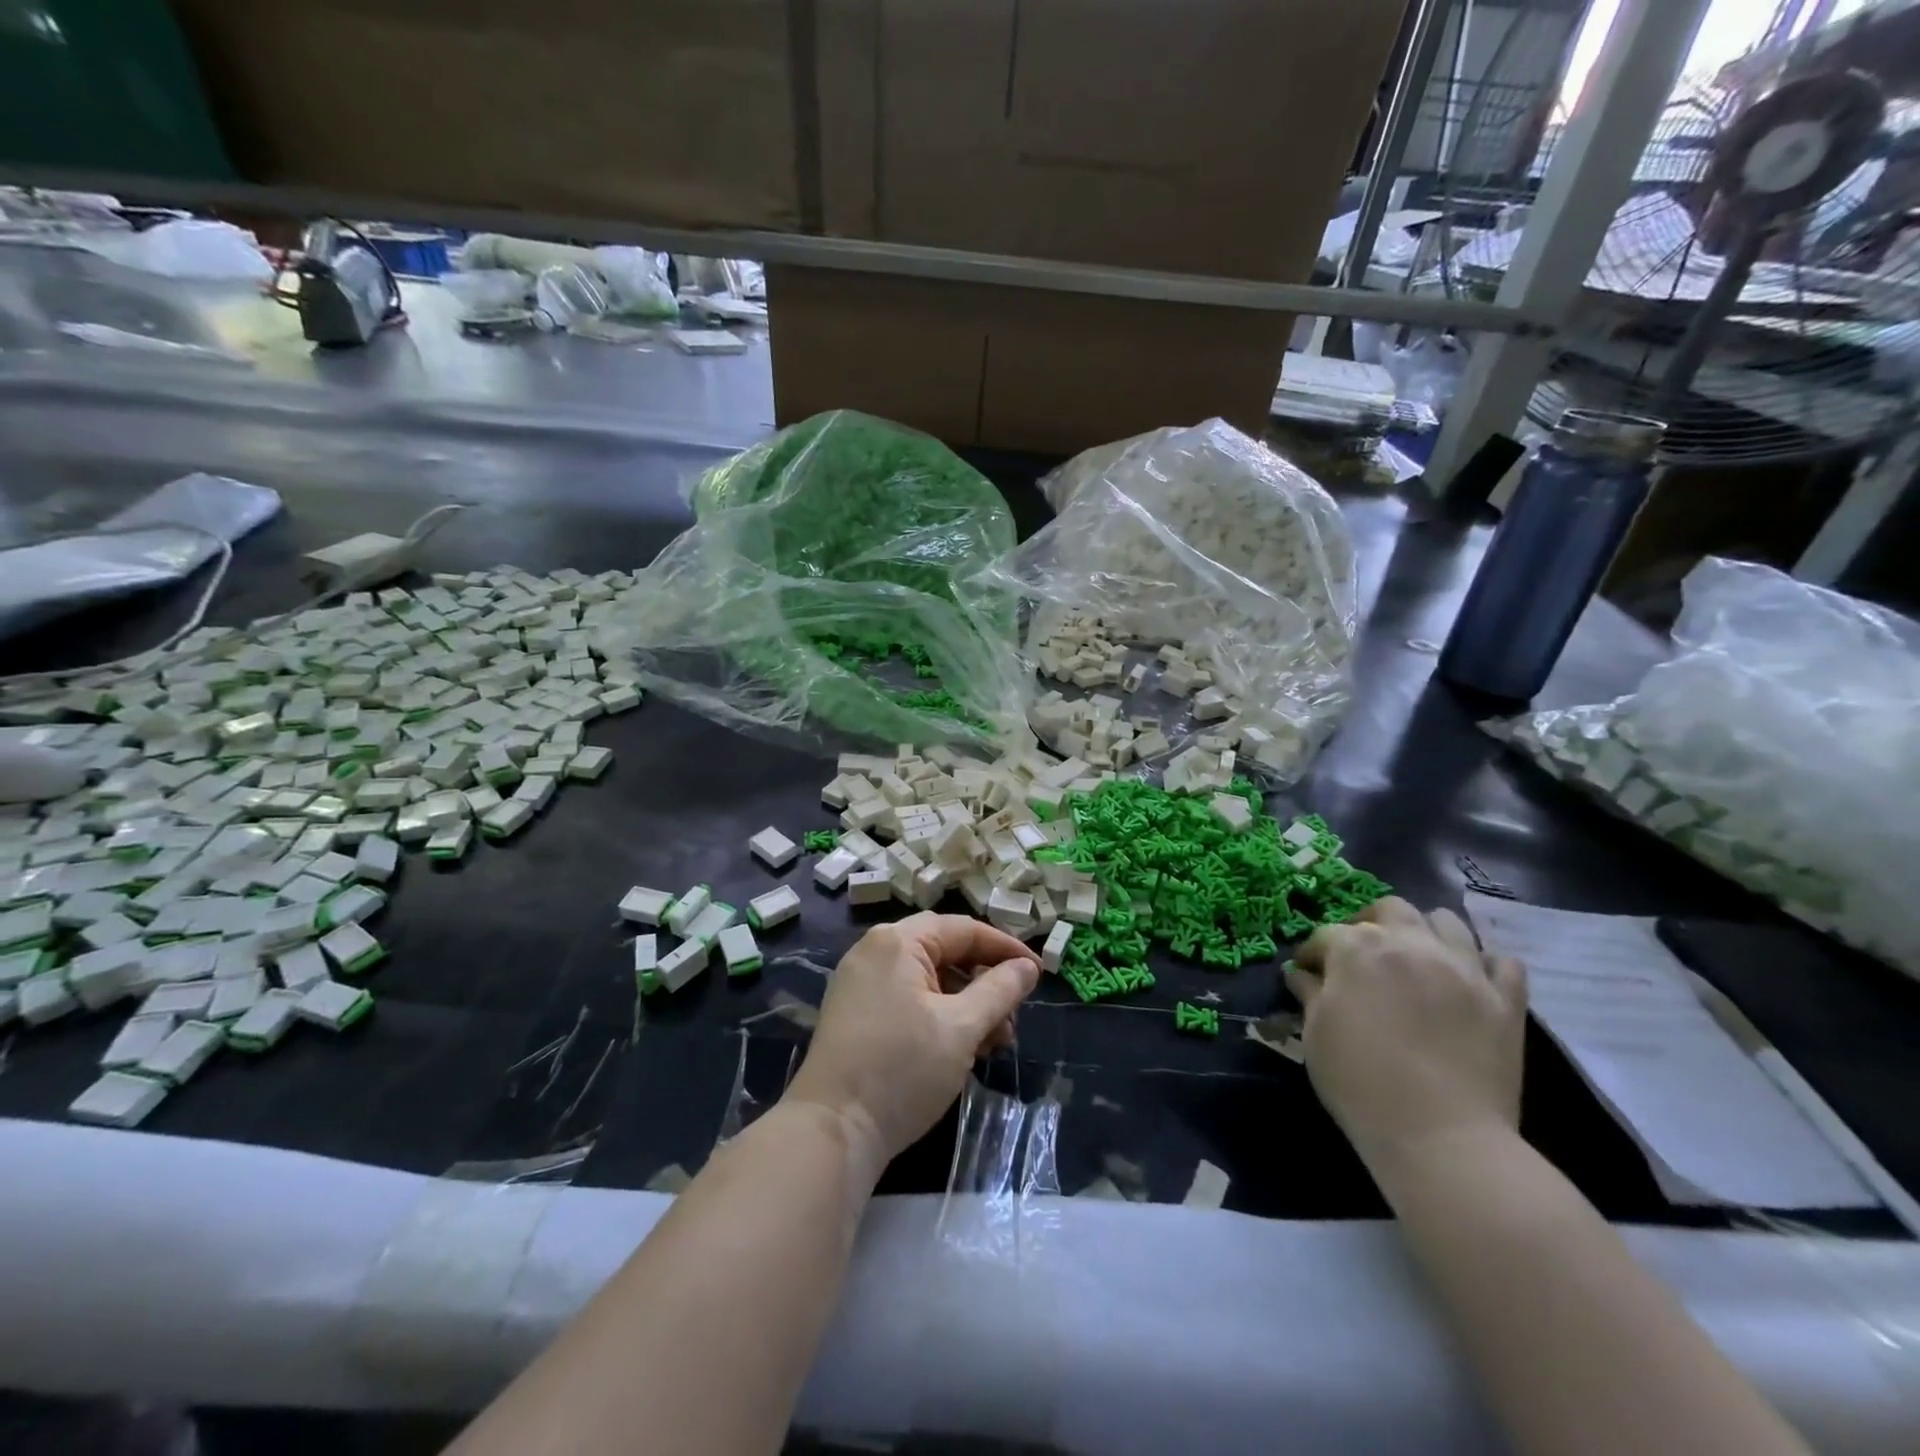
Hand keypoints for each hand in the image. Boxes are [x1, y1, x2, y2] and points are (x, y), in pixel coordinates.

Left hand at [786, 914, 1040, 1170]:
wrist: (832, 1130)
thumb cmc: (902, 1070)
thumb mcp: (961, 1028)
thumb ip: (1000, 991)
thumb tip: (1027, 967)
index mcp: (898, 941)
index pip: (964, 929)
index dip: (1005, 949)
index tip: (1038, 974)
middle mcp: (875, 951)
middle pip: (944, 951)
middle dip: (984, 981)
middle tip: (1014, 1013)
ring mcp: (860, 983)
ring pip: (928, 979)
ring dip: (966, 1003)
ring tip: (994, 1043)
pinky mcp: (855, 1013)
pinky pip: (908, 999)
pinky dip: (939, 1015)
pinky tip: (961, 1049)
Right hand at [1287, 898, 1526, 1167]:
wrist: (1441, 1138)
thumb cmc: (1361, 1083)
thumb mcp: (1316, 1036)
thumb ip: (1310, 995)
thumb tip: (1302, 975)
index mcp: (1358, 949)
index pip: (1327, 934)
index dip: (1313, 953)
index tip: (1307, 972)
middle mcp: (1411, 943)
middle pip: (1390, 909)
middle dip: (1370, 923)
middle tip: (1362, 955)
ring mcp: (1464, 968)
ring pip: (1448, 922)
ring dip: (1426, 932)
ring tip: (1417, 959)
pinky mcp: (1506, 999)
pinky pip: (1502, 963)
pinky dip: (1484, 965)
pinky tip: (1469, 982)